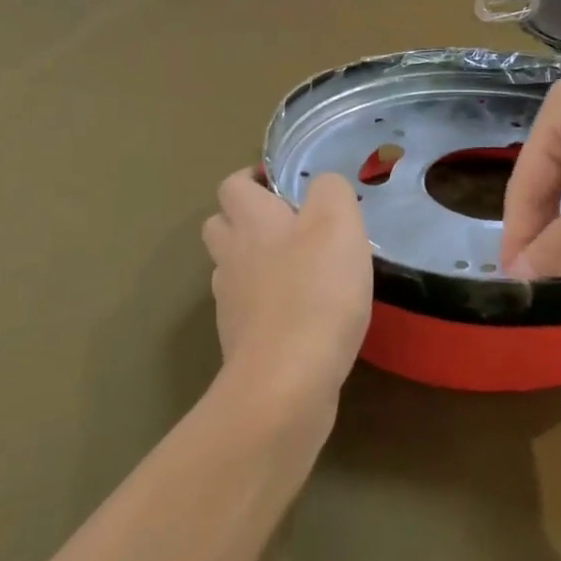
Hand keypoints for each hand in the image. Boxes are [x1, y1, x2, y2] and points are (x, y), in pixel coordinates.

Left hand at [202, 170, 373, 421]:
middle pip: (222, 225)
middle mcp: (231, 255)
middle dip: (248, 219)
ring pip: (233, 268)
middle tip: (291, 226)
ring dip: (257, 262)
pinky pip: (249, 308)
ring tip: (301, 269)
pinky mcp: (242, 340)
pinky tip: (303, 313)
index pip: (233, 184)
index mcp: (250, 220)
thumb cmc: (315, 291)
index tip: (285, 186)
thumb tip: (322, 185)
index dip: (254, 178)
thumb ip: (331, 190)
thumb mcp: (338, 223)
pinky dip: (268, 303)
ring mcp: (230, 302)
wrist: (287, 382)